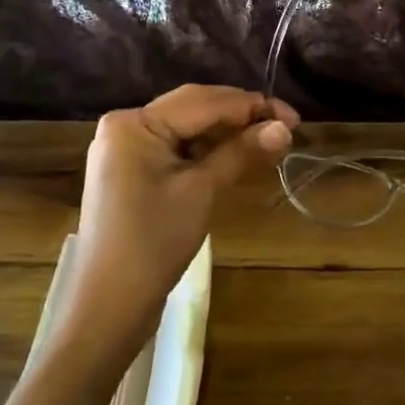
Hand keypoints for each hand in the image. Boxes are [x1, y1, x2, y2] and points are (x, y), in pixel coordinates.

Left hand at [63, 85, 296, 368]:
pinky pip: (176, 148)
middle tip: (285, 129)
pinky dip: (207, 151)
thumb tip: (284, 128)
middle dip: (241, 116)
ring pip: (187, 128)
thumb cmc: (155, 242)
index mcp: (136, 123)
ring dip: (227, 133)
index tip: (294, 119)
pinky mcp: (132, 171)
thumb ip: (242, 152)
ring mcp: (126, 149)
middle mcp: (126, 125)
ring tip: (267, 143)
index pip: (204, 100)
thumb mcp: (202, 191)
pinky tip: (236, 156)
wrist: (109, 303)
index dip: (252, 105)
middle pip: (194, 108)